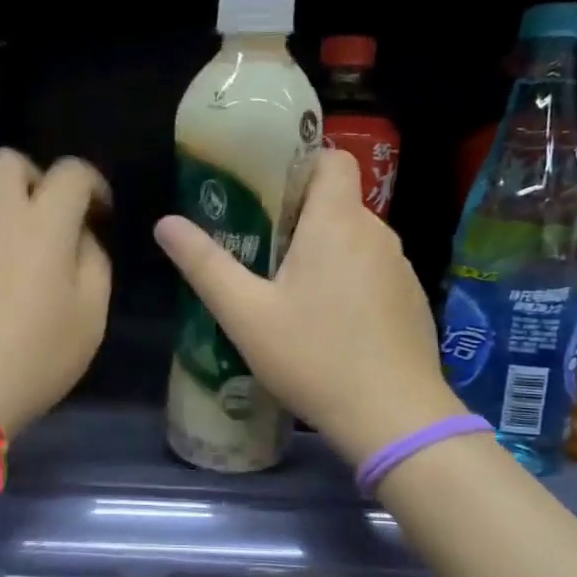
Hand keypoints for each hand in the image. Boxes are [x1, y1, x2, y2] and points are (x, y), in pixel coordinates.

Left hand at [0, 150, 111, 435]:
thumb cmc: (34, 355)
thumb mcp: (90, 315)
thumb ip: (94, 261)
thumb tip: (81, 236)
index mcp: (43, 222)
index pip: (71, 172)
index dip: (93, 184)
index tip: (100, 212)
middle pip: (10, 161)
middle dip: (38, 178)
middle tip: (53, 218)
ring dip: (6, 205)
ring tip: (21, 249)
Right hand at [154, 149, 462, 464]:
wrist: (395, 418)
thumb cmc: (314, 357)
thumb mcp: (246, 314)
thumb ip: (205, 265)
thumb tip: (165, 223)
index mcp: (338, 222)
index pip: (330, 158)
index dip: (297, 164)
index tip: (262, 193)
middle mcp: (377, 233)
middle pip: (336, 201)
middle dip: (297, 216)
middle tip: (255, 247)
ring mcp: (400, 268)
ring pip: (354, 239)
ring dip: (322, 251)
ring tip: (285, 289)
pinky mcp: (411, 301)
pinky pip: (372, 271)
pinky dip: (347, 280)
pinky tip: (325, 323)